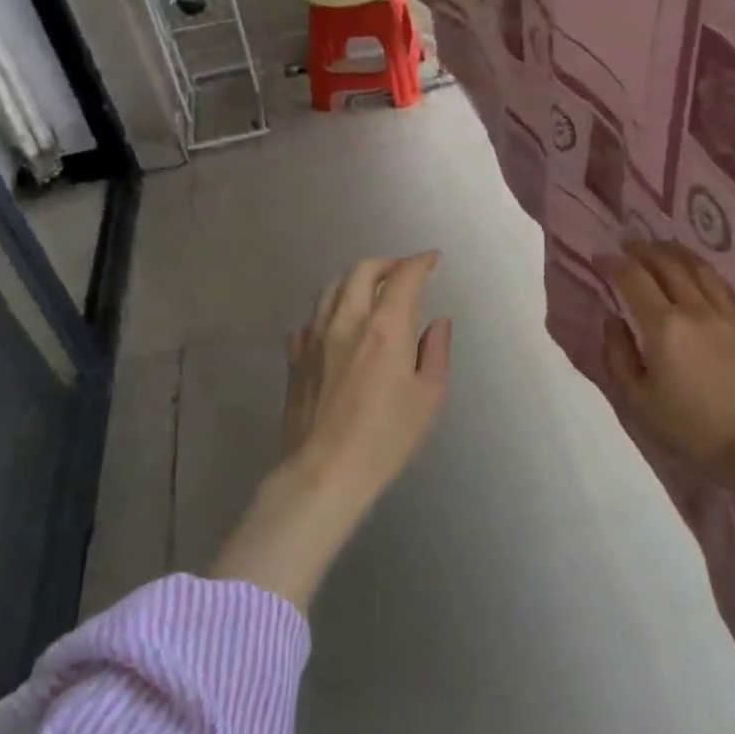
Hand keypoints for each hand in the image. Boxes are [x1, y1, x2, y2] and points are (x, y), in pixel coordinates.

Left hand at [210, 252, 452, 610]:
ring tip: (370, 292)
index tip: (432, 259)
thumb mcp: (429, 398)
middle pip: (363, 271)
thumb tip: (439, 322)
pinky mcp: (296, 358)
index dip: (420, 262)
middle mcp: (348, 321)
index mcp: (386, 328)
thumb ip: (437, 352)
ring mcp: (315, 338)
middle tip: (403, 271)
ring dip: (355, 281)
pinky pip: (311, 320)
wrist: (323, 473)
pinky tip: (337, 327)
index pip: (404, 277)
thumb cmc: (386, 439)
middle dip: (387, 263)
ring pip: (332, 289)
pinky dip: (329, 312)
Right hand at [596, 240, 734, 522]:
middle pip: (666, 262)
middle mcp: (694, 308)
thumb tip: (613, 320)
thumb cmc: (691, 430)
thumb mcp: (638, 403)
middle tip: (625, 247)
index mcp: (663, 327)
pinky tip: (694, 271)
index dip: (612, 263)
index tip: (599, 258)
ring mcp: (725, 313)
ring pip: (697, 266)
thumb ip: (618, 356)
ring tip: (657, 249)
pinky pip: (720, 282)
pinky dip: (701, 268)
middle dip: (641, 250)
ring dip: (672, 251)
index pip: (633, 278)